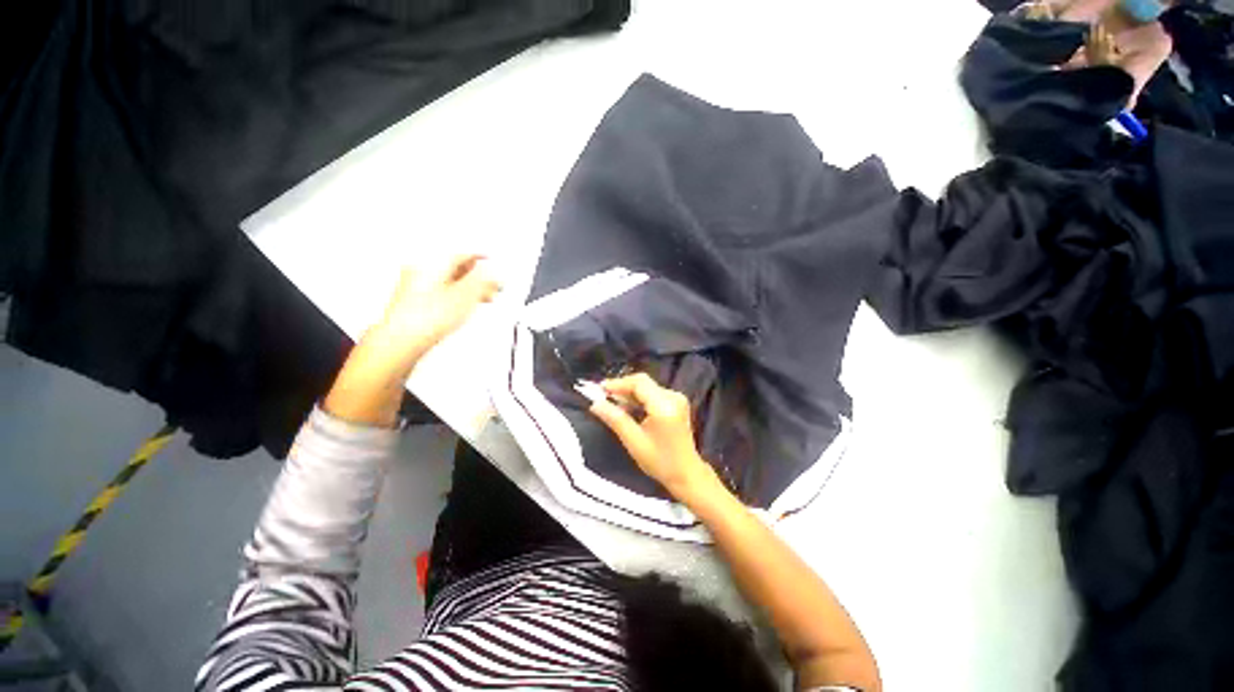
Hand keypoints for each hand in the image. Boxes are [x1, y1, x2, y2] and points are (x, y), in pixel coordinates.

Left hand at [365, 254, 499, 372]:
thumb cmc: (427, 317)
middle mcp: (421, 269)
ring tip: (483, 298)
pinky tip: (462, 306)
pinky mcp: (412, 301)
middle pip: (455, 268)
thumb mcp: (467, 295)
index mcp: (433, 262)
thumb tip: (493, 271)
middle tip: (492, 284)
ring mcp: (414, 285)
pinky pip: (440, 292)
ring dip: (468, 288)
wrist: (402, 339)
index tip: (491, 260)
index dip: (481, 258)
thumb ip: (483, 280)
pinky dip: (455, 296)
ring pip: (448, 281)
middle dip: (476, 276)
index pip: (463, 254)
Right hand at [587, 373, 717, 497]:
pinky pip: (653, 393)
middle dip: (622, 388)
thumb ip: (615, 419)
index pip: (639, 383)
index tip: (599, 389)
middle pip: (643, 383)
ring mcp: (677, 398)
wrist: (687, 474)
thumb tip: (595, 404)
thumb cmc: (660, 461)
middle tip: (603, 396)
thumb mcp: (634, 442)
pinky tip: (628, 409)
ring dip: (630, 394)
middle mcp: (673, 396)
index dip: (618, 384)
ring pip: (647, 387)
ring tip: (612, 404)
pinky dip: (639, 399)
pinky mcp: (677, 403)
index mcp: (664, 405)